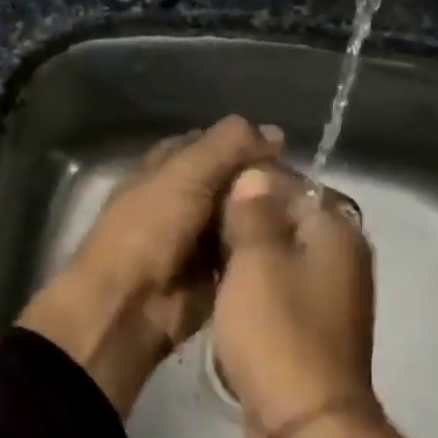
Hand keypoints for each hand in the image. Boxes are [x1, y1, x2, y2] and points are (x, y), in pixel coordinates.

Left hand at [18, 115, 281, 414]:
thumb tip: (274, 132)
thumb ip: (227, 146)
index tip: (282, 148)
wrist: (129, 306)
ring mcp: (196, 239)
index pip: (208, 144)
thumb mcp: (185, 174)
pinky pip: (244, 252)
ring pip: (240, 216)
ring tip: (307, 212)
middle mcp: (180, 200)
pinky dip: (263, 247)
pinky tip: (295, 242)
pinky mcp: (213, 274)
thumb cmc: (149, 230)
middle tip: (302, 185)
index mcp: (163, 170)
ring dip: (266, 215)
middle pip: (228, 181)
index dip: (242, 143)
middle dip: (259, 180)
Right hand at [213, 164, 377, 437]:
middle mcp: (341, 258)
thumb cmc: (278, 332)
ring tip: (199, 259)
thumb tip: (256, 173)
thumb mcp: (256, 260)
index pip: (291, 183)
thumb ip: (254, 212)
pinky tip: (218, 294)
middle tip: (194, 228)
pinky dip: (250, 290)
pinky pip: (277, 293)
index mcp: (336, 232)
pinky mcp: (311, 330)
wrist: (304, 424)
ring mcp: (328, 298)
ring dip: (242, 258)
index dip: (247, 183)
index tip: (204, 192)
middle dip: (240, 222)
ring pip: (278, 259)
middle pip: (285, 221)